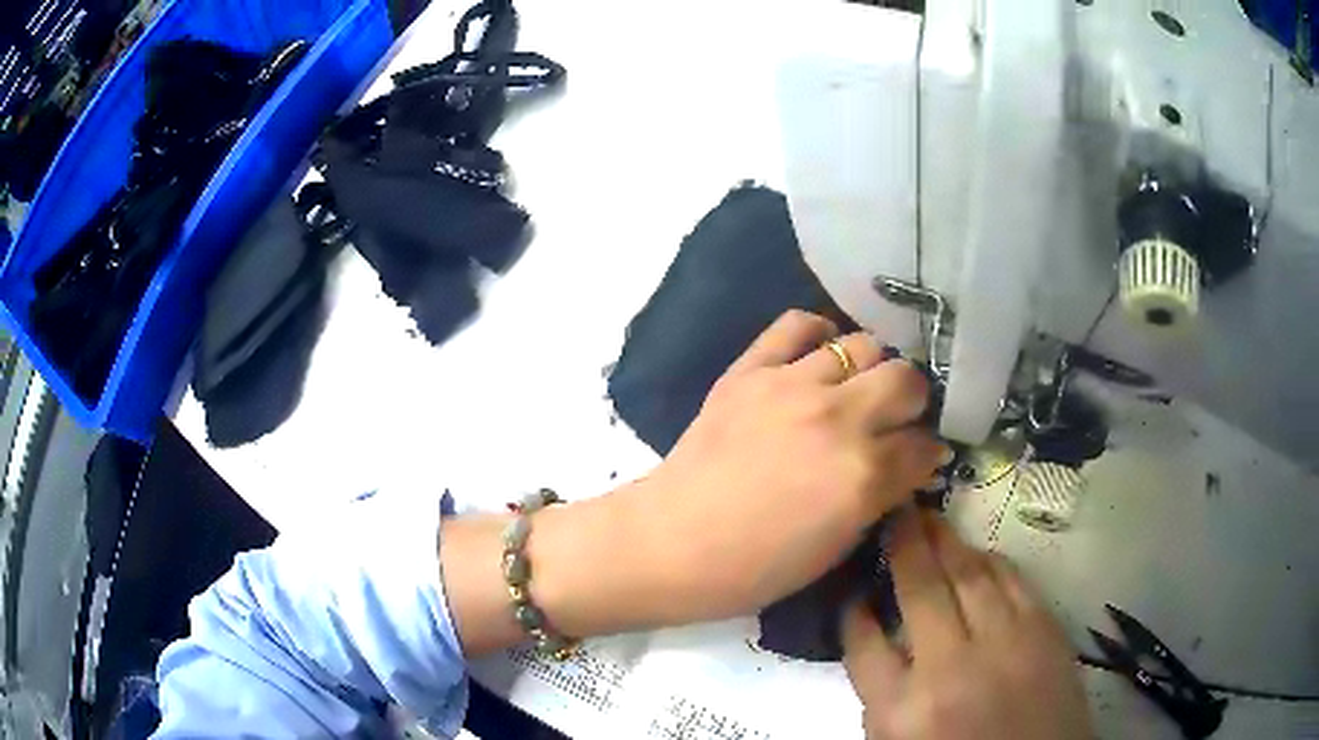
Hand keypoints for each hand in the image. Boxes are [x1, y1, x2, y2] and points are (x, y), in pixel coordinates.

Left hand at [626, 310, 947, 621]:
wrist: (671, 544)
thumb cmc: (755, 567)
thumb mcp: (836, 549)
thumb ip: (879, 498)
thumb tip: (906, 466)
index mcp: (863, 474)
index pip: (924, 444)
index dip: (927, 454)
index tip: (919, 458)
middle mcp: (838, 418)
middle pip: (906, 380)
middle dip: (911, 403)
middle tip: (894, 421)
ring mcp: (792, 385)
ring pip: (863, 345)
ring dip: (871, 370)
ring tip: (856, 390)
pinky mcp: (750, 369)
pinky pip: (797, 324)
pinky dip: (817, 335)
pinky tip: (817, 357)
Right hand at [843, 511, 1091, 739]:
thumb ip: (882, 694)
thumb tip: (877, 637)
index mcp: (901, 709)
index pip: (864, 643)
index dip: (854, 612)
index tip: (854, 592)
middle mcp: (950, 669)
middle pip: (921, 589)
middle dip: (904, 545)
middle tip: (896, 513)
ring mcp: (1004, 644)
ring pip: (971, 573)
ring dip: (947, 541)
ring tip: (931, 519)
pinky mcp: (1045, 631)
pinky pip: (1013, 579)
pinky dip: (990, 560)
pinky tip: (977, 553)